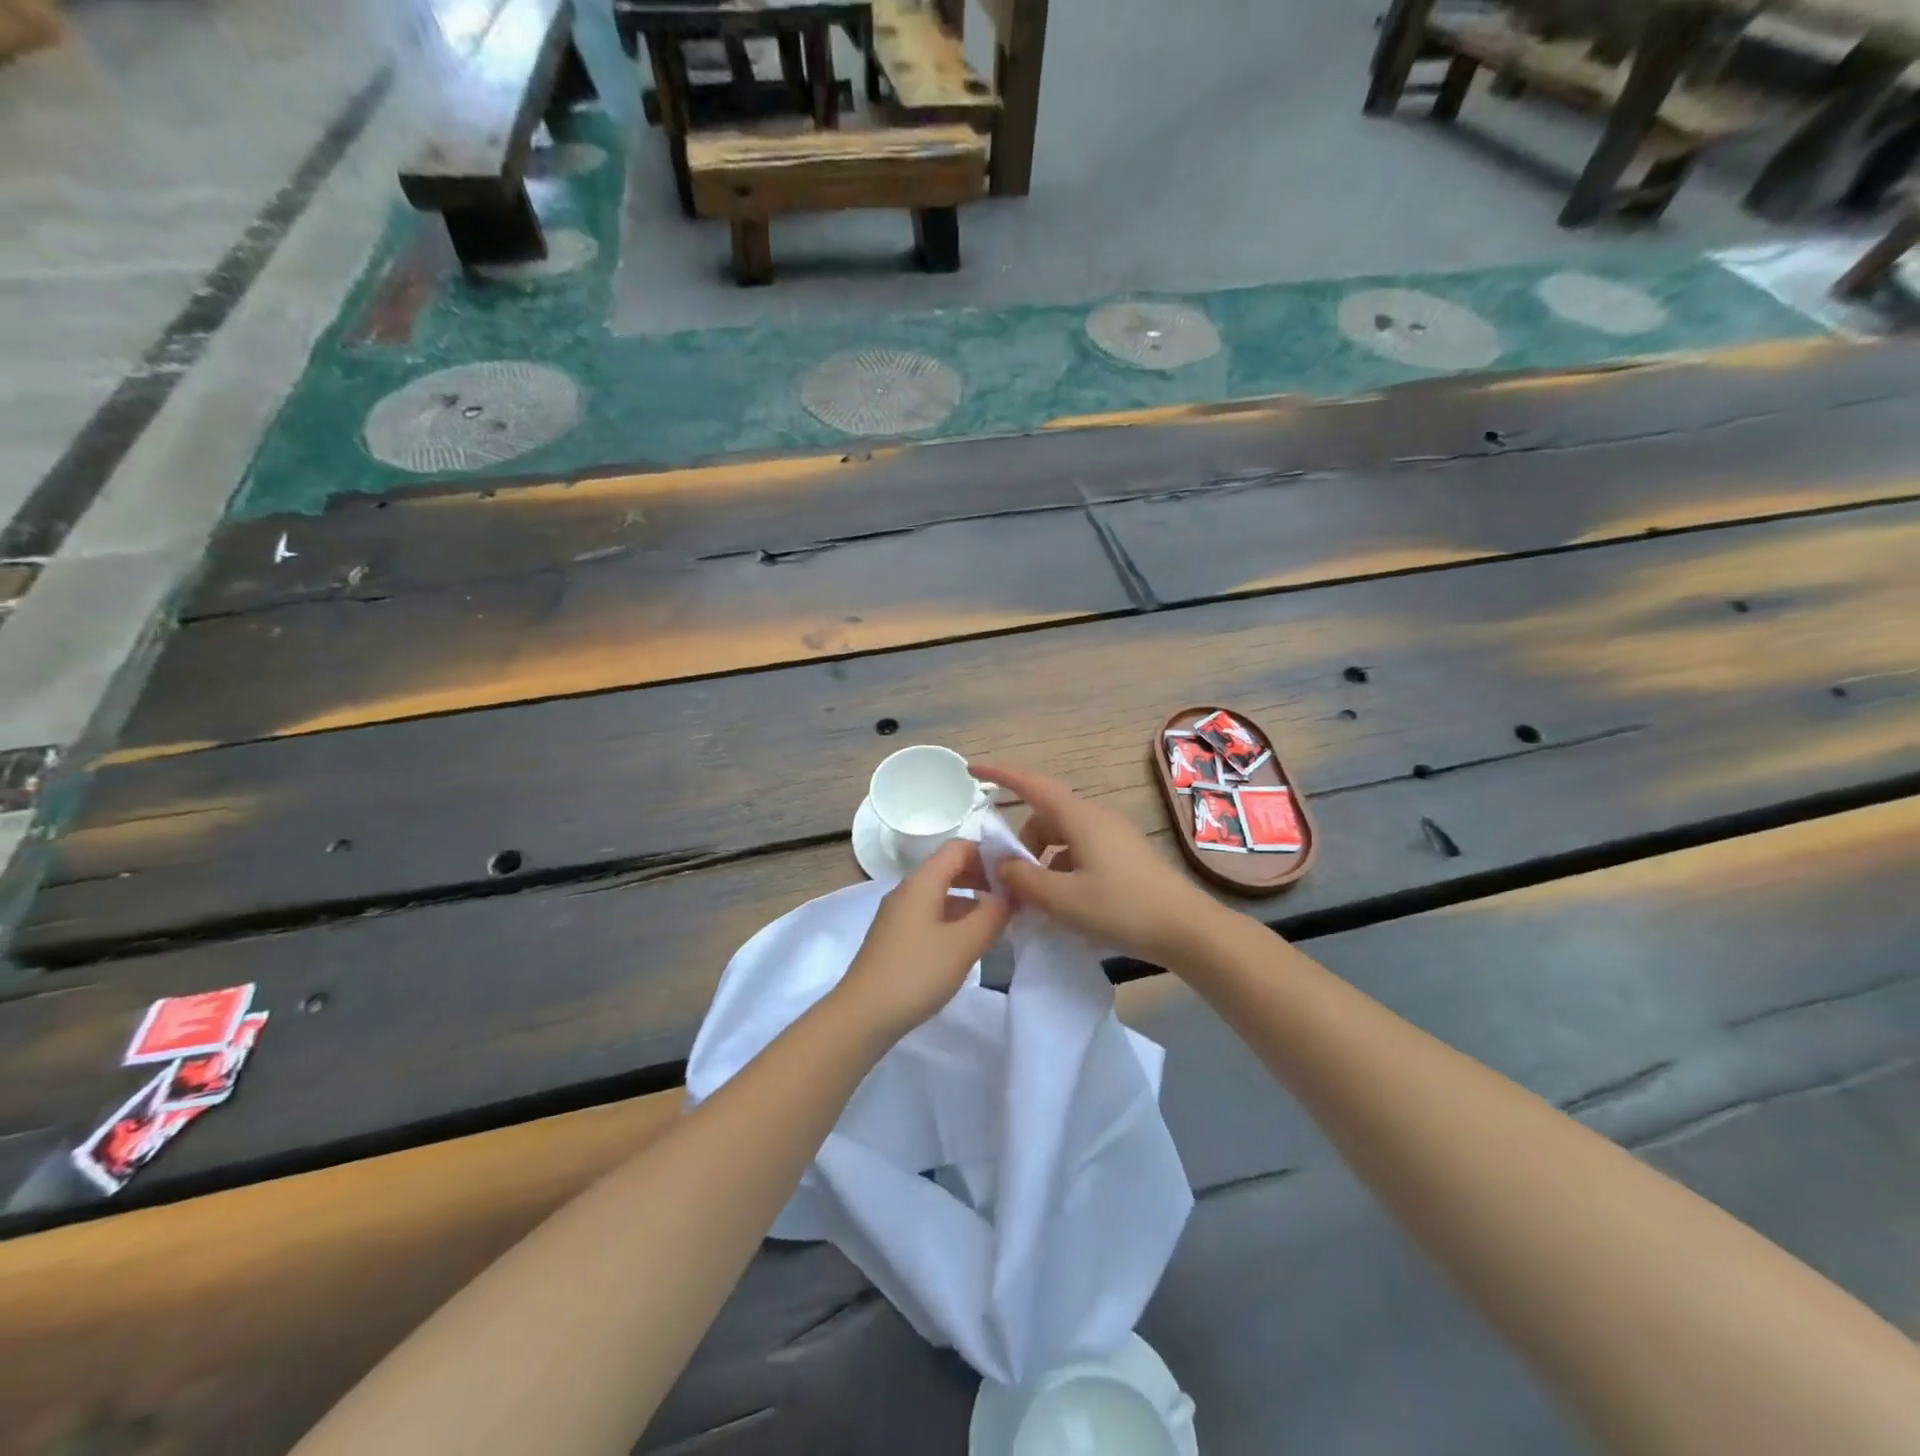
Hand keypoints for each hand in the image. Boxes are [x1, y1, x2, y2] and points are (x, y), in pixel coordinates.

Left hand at [832, 840, 1011, 1044]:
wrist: (862, 1015)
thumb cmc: (916, 973)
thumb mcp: (964, 944)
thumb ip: (993, 914)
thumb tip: (1011, 894)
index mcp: (922, 882)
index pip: (959, 847)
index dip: (989, 853)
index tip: (1016, 872)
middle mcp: (907, 890)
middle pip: (949, 868)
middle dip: (982, 876)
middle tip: (1013, 896)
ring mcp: (898, 914)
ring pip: (940, 893)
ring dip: (970, 900)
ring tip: (998, 920)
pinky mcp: (895, 937)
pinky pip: (930, 914)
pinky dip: (954, 918)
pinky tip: (969, 942)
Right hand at [971, 762, 1218, 965]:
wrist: (1187, 930)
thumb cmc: (1122, 908)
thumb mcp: (1063, 899)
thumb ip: (1024, 880)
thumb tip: (1003, 865)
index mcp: (1080, 819)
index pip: (1032, 785)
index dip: (1001, 774)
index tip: (973, 770)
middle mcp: (1097, 818)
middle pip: (1046, 816)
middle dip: (1023, 842)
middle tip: (1014, 880)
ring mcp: (1115, 836)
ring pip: (1064, 836)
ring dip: (1044, 859)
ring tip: (1041, 899)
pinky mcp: (1126, 856)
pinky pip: (1082, 851)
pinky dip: (1064, 868)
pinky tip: (1067, 902)